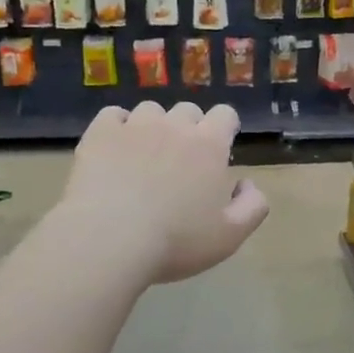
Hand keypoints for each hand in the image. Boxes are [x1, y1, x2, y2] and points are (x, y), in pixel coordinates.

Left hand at [59, 102, 269, 283]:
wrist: (108, 240)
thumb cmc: (176, 242)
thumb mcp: (230, 236)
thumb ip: (252, 206)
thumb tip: (247, 184)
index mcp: (209, 145)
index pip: (225, 115)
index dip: (224, 128)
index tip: (219, 149)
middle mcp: (175, 126)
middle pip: (188, 110)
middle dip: (189, 129)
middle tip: (181, 161)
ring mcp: (135, 126)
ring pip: (150, 111)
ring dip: (153, 127)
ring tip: (144, 156)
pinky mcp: (100, 133)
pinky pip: (113, 115)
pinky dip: (117, 127)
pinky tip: (115, 150)